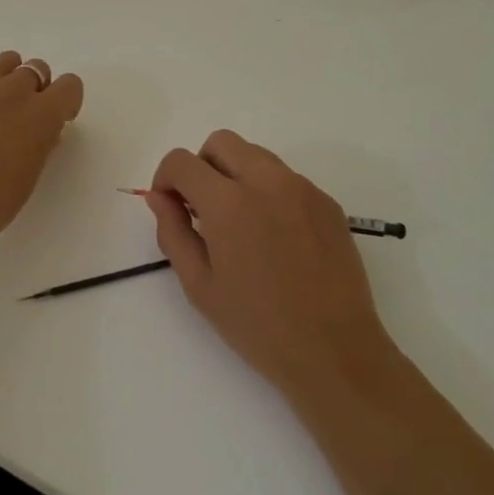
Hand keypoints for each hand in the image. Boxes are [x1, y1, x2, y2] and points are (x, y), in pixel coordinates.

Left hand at [0, 51, 84, 268]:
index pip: (70, 85)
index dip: (67, 101)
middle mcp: (14, 91)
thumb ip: (43, 142)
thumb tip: (45, 128)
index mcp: (41, 114)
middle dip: (38, 89)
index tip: (58, 119)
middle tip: (24, 117)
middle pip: (37, 69)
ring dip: (9, 78)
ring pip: (7, 60)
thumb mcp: (31, 175)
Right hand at [146, 130, 397, 402]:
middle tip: (203, 209)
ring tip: (240, 223)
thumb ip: (173, 232)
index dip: (166, 178)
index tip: (171, 206)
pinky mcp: (326, 201)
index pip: (182, 161)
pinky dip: (269, 191)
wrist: (334, 351)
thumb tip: (159, 197)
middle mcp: (266, 181)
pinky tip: (275, 237)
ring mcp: (302, 188)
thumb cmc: (257, 326)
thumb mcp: (200, 286)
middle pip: (221, 142)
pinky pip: (286, 178)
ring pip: (256, 155)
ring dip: (236, 174)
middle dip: (202, 166)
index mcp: (228, 203)